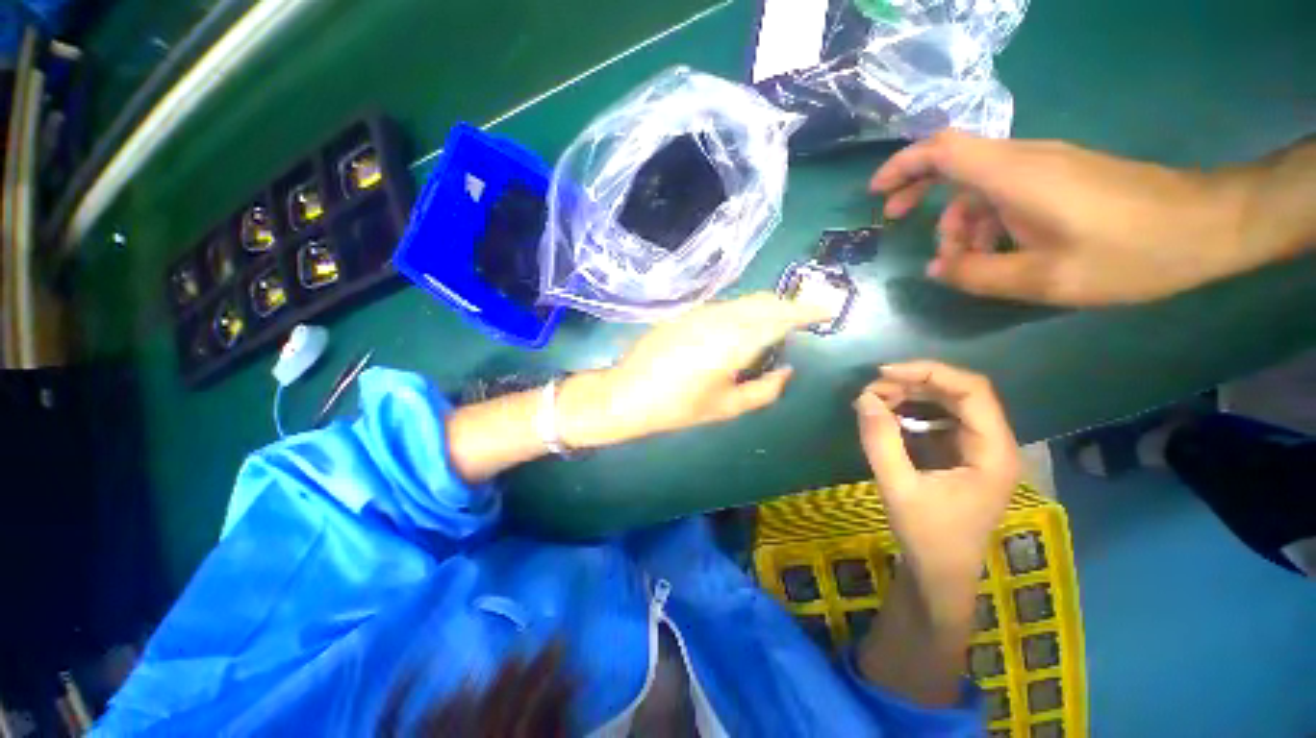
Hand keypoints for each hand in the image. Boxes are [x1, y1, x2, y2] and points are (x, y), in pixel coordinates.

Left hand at [559, 293, 830, 447]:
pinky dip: (742, 312)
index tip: (828, 307)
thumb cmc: (677, 407)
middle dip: (788, 305)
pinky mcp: (685, 313)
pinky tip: (741, 328)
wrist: (626, 394)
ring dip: (765, 308)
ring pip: (743, 301)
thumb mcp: (726, 407)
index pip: (779, 317)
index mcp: (732, 343)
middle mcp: (718, 319)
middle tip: (804, 319)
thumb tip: (787, 371)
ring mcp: (699, 313)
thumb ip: (764, 390)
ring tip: (776, 325)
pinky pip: (724, 307)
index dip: (806, 310)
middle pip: (763, 301)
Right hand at [854, 361, 1019, 592]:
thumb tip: (864, 398)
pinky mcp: (959, 455)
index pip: (972, 390)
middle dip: (914, 383)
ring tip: (875, 400)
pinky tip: (887, 417)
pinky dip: (910, 412)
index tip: (885, 373)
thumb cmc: (927, 536)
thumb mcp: (898, 488)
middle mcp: (993, 443)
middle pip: (960, 393)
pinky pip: (937, 420)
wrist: (939, 574)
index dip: (929, 372)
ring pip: (948, 403)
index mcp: (993, 452)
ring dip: (911, 396)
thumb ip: (881, 441)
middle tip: (871, 390)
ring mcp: (977, 449)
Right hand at [870, 130, 1263, 305]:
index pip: (942, 150)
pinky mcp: (1060, 177)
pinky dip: (986, 220)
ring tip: (964, 262)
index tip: (876, 193)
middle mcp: (1023, 161)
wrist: (1208, 226)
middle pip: (953, 162)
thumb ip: (978, 274)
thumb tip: (936, 268)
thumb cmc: (1130, 253)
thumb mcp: (1045, 278)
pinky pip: (1005, 192)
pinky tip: (997, 252)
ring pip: (978, 185)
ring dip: (958, 220)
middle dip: (918, 191)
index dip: (902, 165)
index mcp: (1014, 177)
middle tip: (897, 223)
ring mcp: (1044, 167)